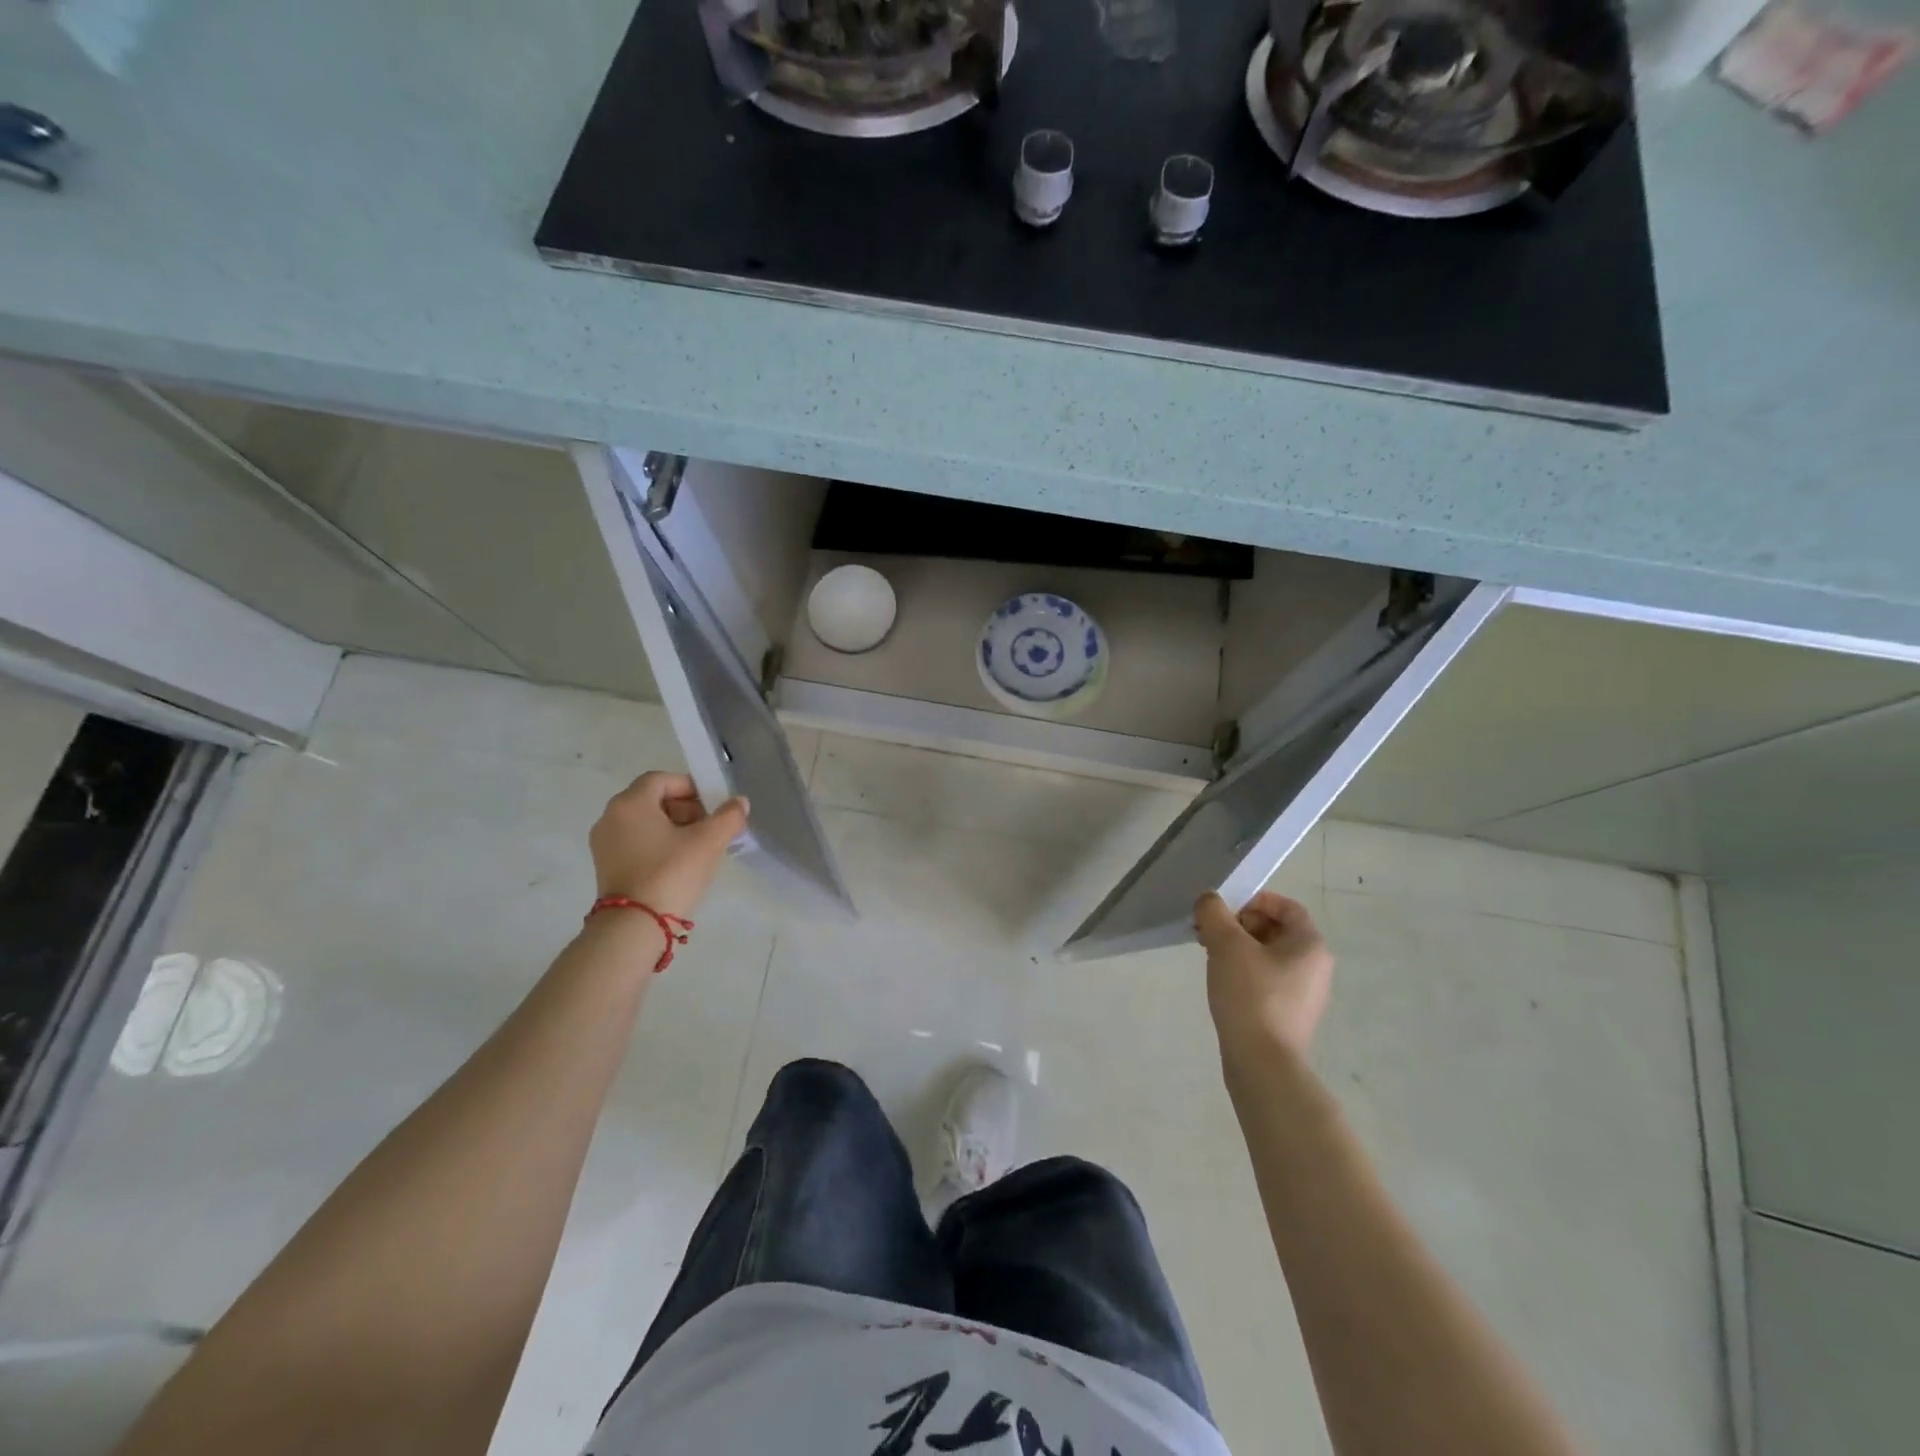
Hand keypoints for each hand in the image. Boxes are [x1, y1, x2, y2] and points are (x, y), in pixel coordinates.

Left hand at [589, 772, 748, 920]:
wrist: (634, 927)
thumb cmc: (671, 874)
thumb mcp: (708, 842)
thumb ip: (728, 816)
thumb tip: (739, 802)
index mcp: (630, 803)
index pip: (662, 780)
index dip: (691, 787)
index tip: (713, 805)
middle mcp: (611, 817)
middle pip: (653, 800)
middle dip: (685, 808)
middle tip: (710, 826)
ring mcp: (605, 843)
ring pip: (645, 822)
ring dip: (674, 827)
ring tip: (700, 847)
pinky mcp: (607, 866)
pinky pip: (636, 842)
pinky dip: (658, 844)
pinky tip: (680, 863)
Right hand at [1195, 890, 1333, 1064]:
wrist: (1262, 1063)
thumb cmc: (1250, 995)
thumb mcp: (1227, 944)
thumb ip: (1215, 913)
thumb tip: (1209, 901)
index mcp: (1310, 945)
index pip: (1286, 907)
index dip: (1254, 900)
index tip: (1224, 908)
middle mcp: (1314, 966)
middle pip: (1275, 929)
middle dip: (1239, 923)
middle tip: (1208, 929)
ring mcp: (1303, 993)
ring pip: (1267, 955)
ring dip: (1237, 947)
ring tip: (1208, 953)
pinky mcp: (1288, 1014)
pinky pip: (1266, 979)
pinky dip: (1243, 971)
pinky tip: (1220, 980)